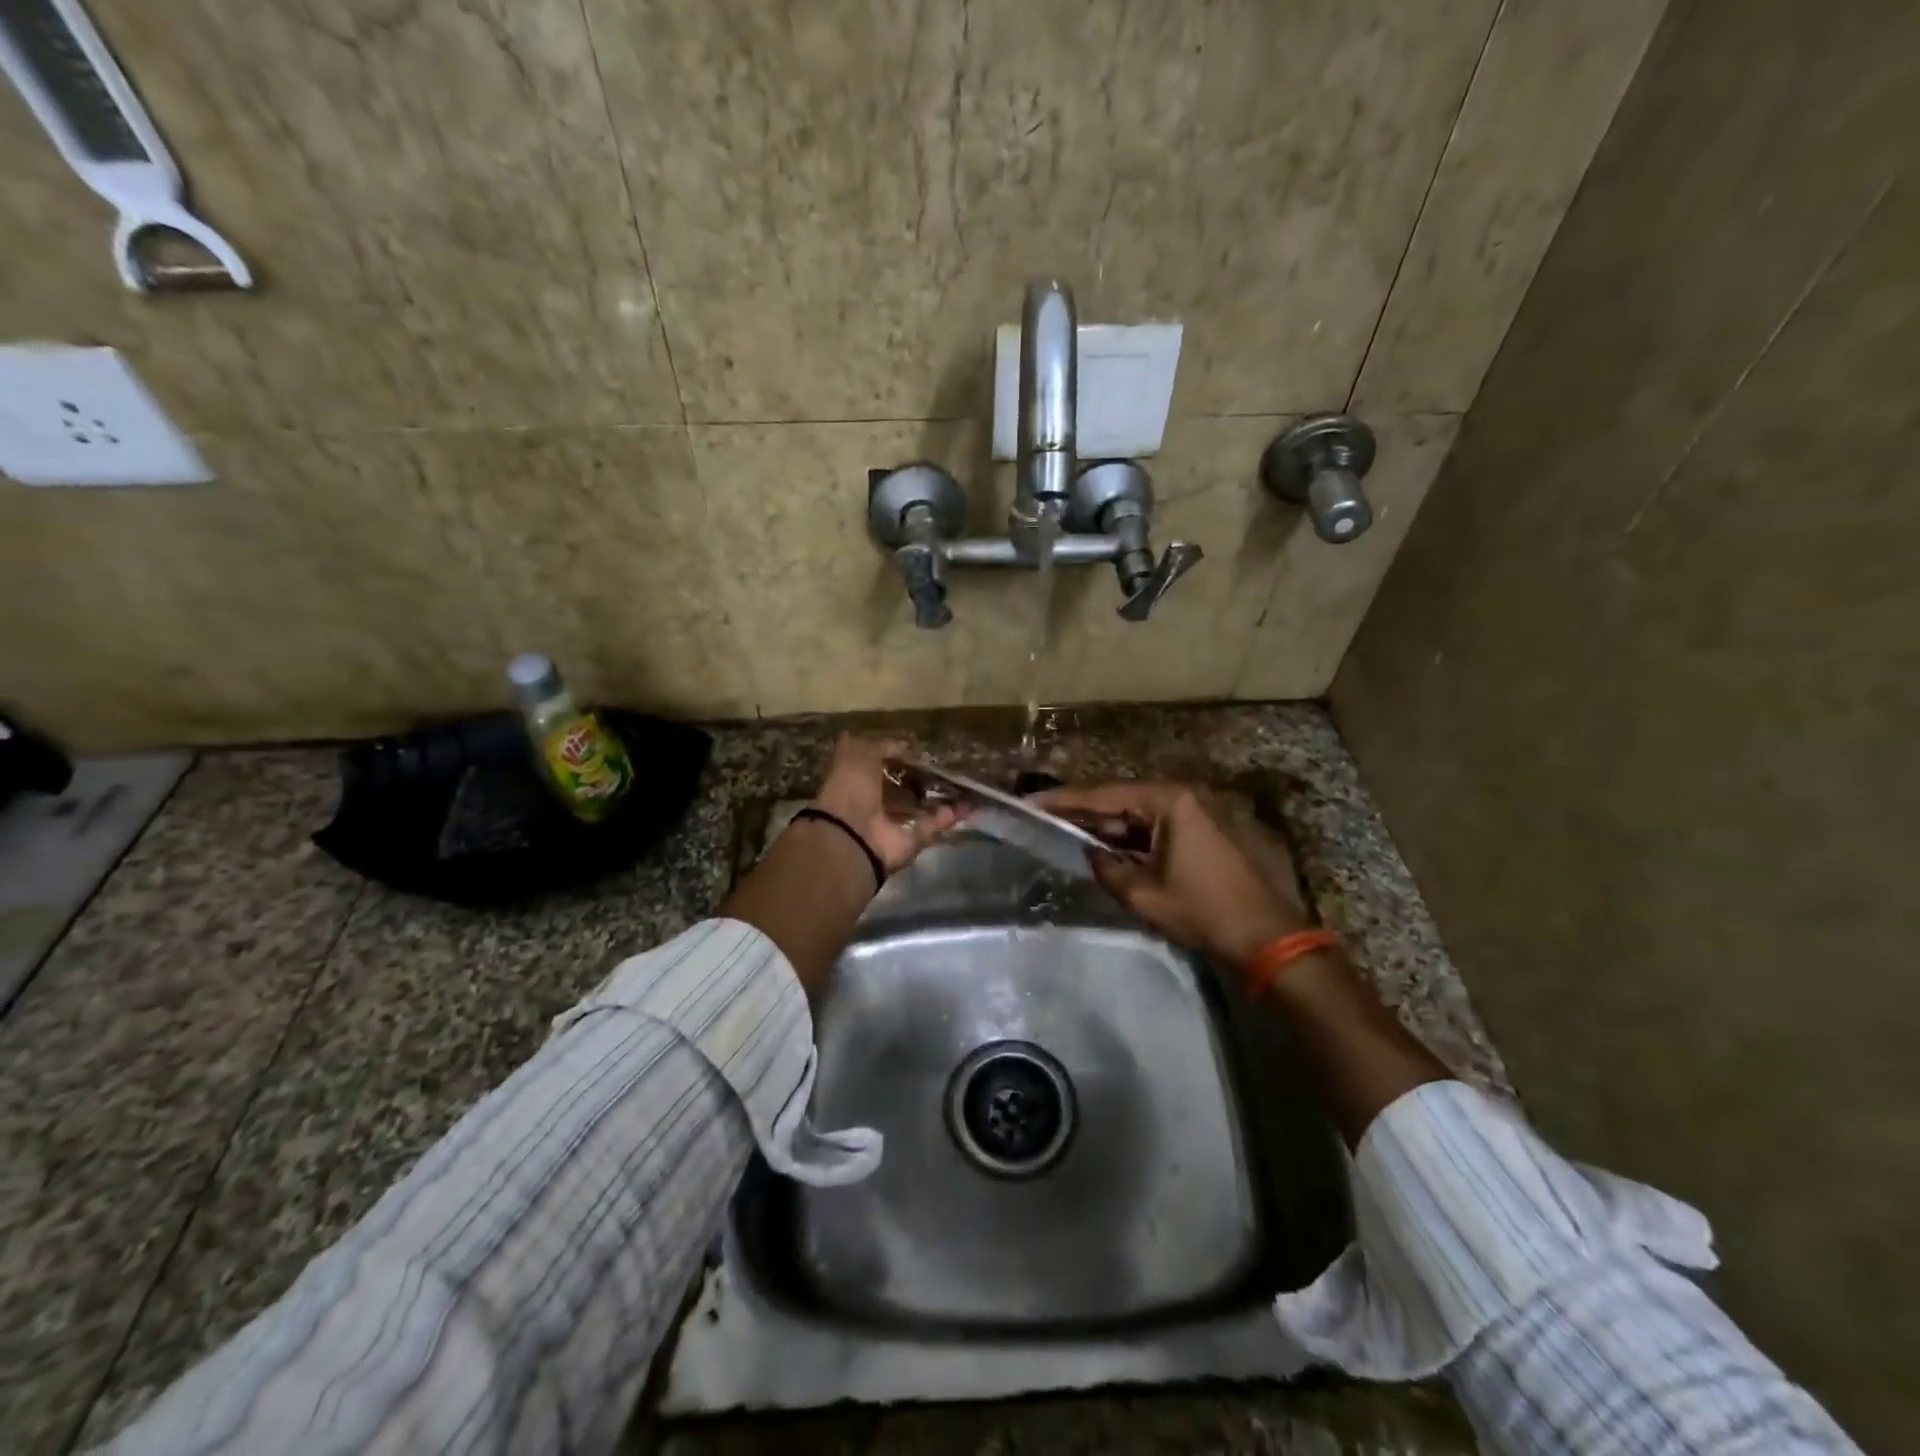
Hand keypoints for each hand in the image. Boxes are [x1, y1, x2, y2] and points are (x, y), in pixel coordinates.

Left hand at [810, 734, 961, 875]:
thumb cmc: (850, 789)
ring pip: (921, 807)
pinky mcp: (913, 840)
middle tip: (948, 765)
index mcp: (858, 781)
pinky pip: (934, 824)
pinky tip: (969, 803)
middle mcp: (875, 802)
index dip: (897, 757)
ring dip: (942, 797)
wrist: (852, 836)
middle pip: (903, 789)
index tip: (919, 749)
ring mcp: (895, 823)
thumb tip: (904, 746)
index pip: (880, 766)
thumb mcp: (857, 754)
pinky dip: (950, 815)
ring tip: (965, 783)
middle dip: (923, 779)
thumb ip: (881, 747)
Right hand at [1036, 781, 1308, 965]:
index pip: (1105, 795)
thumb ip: (1107, 868)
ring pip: (1142, 812)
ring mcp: (1201, 810)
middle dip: (1086, 811)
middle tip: (1048, 816)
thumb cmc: (1203, 911)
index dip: (1066, 800)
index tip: (1034, 802)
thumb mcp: (1143, 893)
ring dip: (1111, 825)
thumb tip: (1090, 853)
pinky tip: (1111, 845)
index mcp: (1171, 800)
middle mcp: (1187, 794)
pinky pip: (1161, 824)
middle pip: (1123, 798)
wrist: (1268, 936)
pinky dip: (1136, 835)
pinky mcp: (1209, 829)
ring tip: (1071, 830)